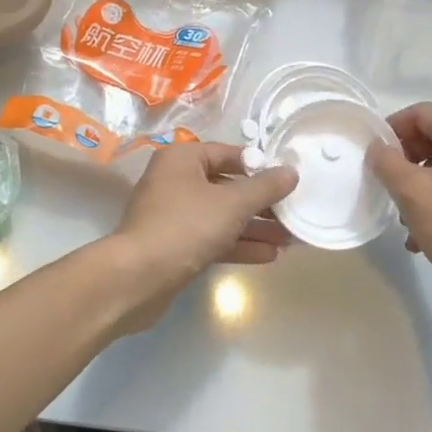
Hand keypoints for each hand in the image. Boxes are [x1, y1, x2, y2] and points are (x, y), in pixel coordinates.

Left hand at [95, 142, 297, 334]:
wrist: (138, 277)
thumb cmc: (185, 226)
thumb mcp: (232, 204)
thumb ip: (264, 188)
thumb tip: (291, 172)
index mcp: (182, 159)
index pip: (228, 154)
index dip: (259, 166)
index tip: (287, 180)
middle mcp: (175, 181)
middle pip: (226, 186)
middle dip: (260, 203)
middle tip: (293, 214)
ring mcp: (173, 214)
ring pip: (221, 216)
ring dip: (254, 227)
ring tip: (290, 239)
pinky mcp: (174, 245)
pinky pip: (212, 238)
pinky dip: (237, 244)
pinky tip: (269, 255)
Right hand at [365, 102, 431, 318]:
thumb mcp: (412, 193)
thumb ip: (387, 163)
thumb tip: (378, 148)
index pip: (422, 112)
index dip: (393, 126)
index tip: (376, 154)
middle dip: (405, 159)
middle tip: (388, 184)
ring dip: (419, 185)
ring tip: (404, 218)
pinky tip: (424, 237)